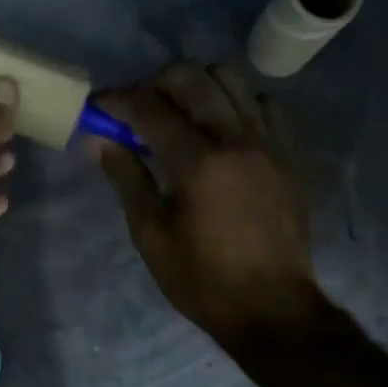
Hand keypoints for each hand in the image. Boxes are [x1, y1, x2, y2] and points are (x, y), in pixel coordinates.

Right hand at [89, 63, 322, 346]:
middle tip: (139, 110)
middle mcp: (236, 138)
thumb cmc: (202, 278)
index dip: (118, 101)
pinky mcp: (289, 154)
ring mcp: (268, 142)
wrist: (272, 308)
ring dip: (200, 86)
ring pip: (233, 79)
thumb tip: (98, 140)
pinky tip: (225, 131)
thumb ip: (126, 178)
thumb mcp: (151, 234)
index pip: (149, 108)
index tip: (99, 106)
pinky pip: (266, 105)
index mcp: (197, 162)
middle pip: (192, 78)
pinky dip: (240, 105)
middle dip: (156, 84)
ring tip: (184, 115)